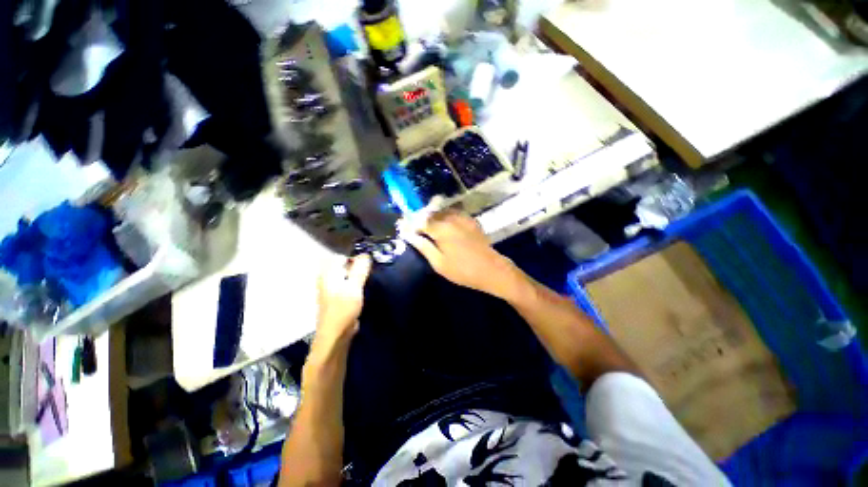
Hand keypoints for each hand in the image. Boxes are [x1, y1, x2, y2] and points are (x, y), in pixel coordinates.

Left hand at [313, 254, 371, 349]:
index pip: (342, 256)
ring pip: (347, 276)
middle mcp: (328, 279)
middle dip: (358, 267)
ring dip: (358, 276)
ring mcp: (332, 289)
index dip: (355, 258)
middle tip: (370, 272)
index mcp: (328, 274)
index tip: (368, 264)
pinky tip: (364, 290)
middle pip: (344, 266)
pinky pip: (348, 285)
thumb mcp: (354, 287)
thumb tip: (366, 254)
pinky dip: (356, 284)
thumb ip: (360, 269)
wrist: (336, 335)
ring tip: (369, 280)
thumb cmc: (343, 309)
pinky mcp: (337, 298)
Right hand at [402, 210, 522, 299]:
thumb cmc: (463, 270)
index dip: (411, 224)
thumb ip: (423, 246)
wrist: (492, 269)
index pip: (420, 220)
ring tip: (429, 229)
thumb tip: (408, 235)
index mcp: (441, 228)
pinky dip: (445, 217)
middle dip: (421, 220)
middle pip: (431, 213)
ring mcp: (463, 217)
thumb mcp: (439, 263)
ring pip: (442, 212)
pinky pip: (453, 213)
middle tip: (416, 231)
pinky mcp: (470, 220)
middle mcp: (451, 218)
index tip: (404, 230)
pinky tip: (445, 227)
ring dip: (433, 218)